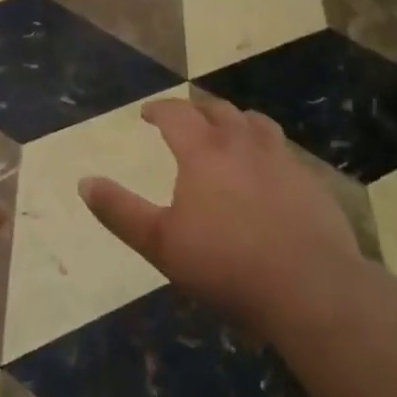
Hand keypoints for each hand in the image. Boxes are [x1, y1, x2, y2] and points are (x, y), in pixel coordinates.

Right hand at [80, 98, 369, 337]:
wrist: (310, 288)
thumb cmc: (226, 264)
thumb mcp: (160, 243)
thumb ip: (119, 211)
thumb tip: (85, 182)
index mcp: (203, 152)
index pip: (177, 113)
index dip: (159, 109)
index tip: (148, 113)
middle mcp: (243, 144)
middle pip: (218, 110)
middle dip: (197, 110)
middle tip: (186, 121)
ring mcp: (282, 160)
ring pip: (256, 123)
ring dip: (236, 121)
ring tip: (229, 133)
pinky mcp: (311, 182)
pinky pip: (284, 151)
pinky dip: (267, 150)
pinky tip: (268, 173)